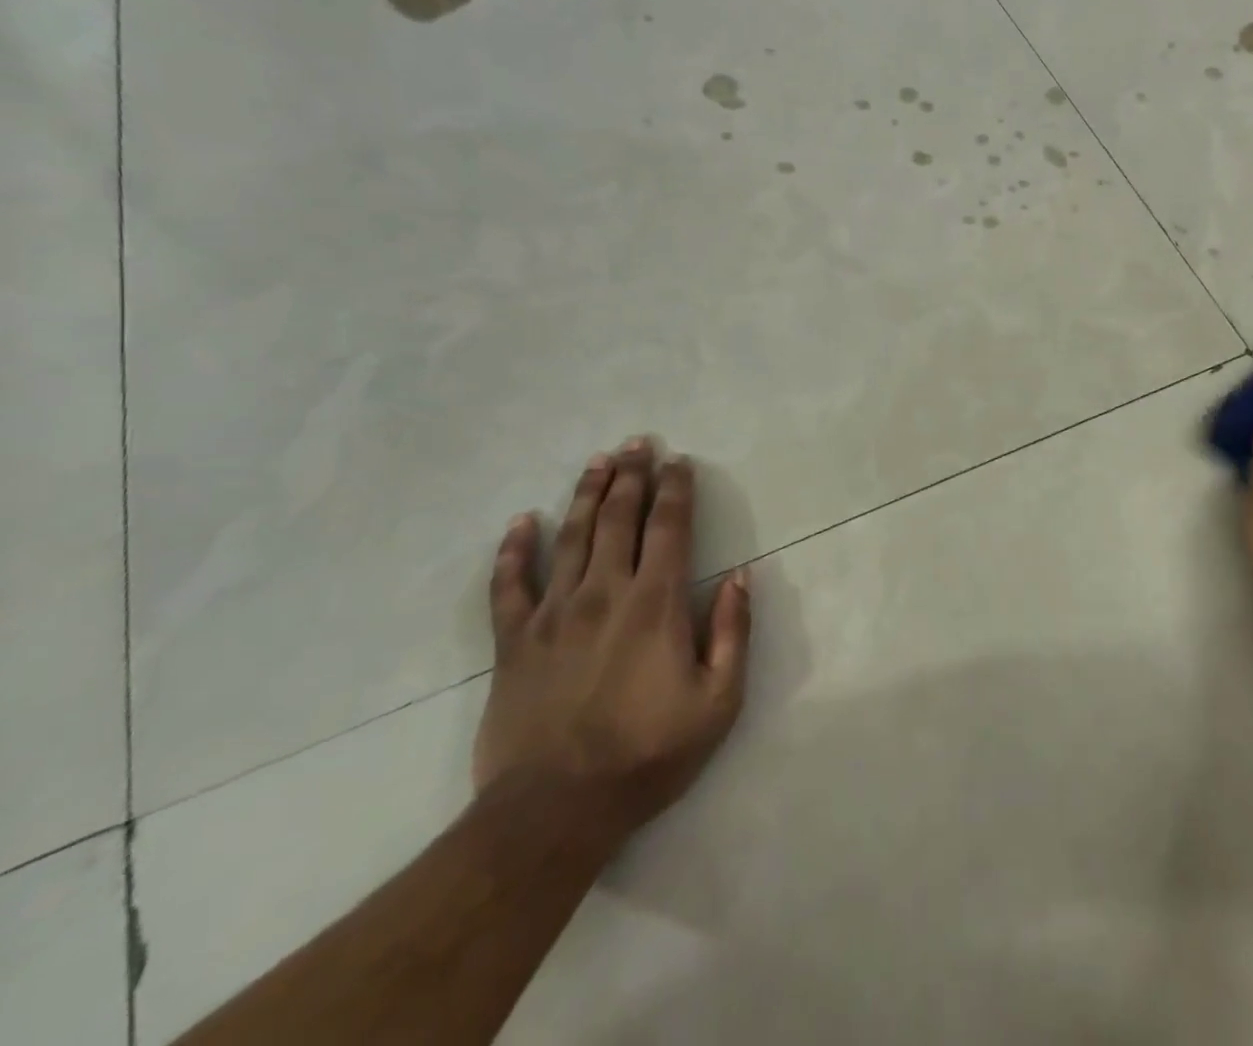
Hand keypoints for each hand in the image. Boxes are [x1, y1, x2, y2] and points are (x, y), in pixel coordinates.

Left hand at [473, 438, 751, 838]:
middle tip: (637, 442)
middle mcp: (605, 592)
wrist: (554, 811)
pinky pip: (509, 585)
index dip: (676, 490)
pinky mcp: (514, 641)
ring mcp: (553, 613)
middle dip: (632, 476)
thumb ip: (732, 633)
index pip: (670, 528)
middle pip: (620, 518)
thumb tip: (741, 577)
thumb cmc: (647, 755)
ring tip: (597, 461)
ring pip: (571, 537)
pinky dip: (513, 550)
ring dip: (586, 494)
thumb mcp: (718, 702)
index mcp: (656, 603)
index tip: (679, 461)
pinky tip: (520, 522)